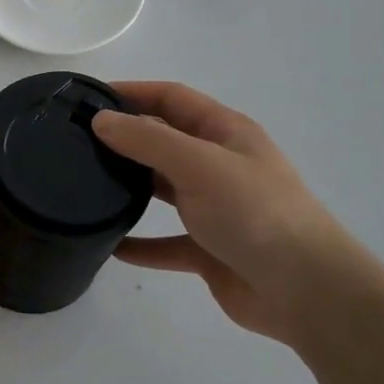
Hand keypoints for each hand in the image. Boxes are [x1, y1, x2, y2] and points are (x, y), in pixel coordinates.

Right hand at [92, 82, 375, 344]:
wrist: (307, 292)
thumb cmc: (255, 213)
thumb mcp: (199, 164)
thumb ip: (147, 140)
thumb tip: (101, 120)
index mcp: (225, 133)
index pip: (172, 98)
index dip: (132, 91)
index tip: (88, 97)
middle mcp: (219, 165)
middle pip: (164, 141)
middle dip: (125, 138)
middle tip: (76, 142)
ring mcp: (216, 209)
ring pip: (163, 189)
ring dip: (130, 187)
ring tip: (86, 185)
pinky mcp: (209, 250)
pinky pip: (165, 242)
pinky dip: (140, 243)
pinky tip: (110, 245)